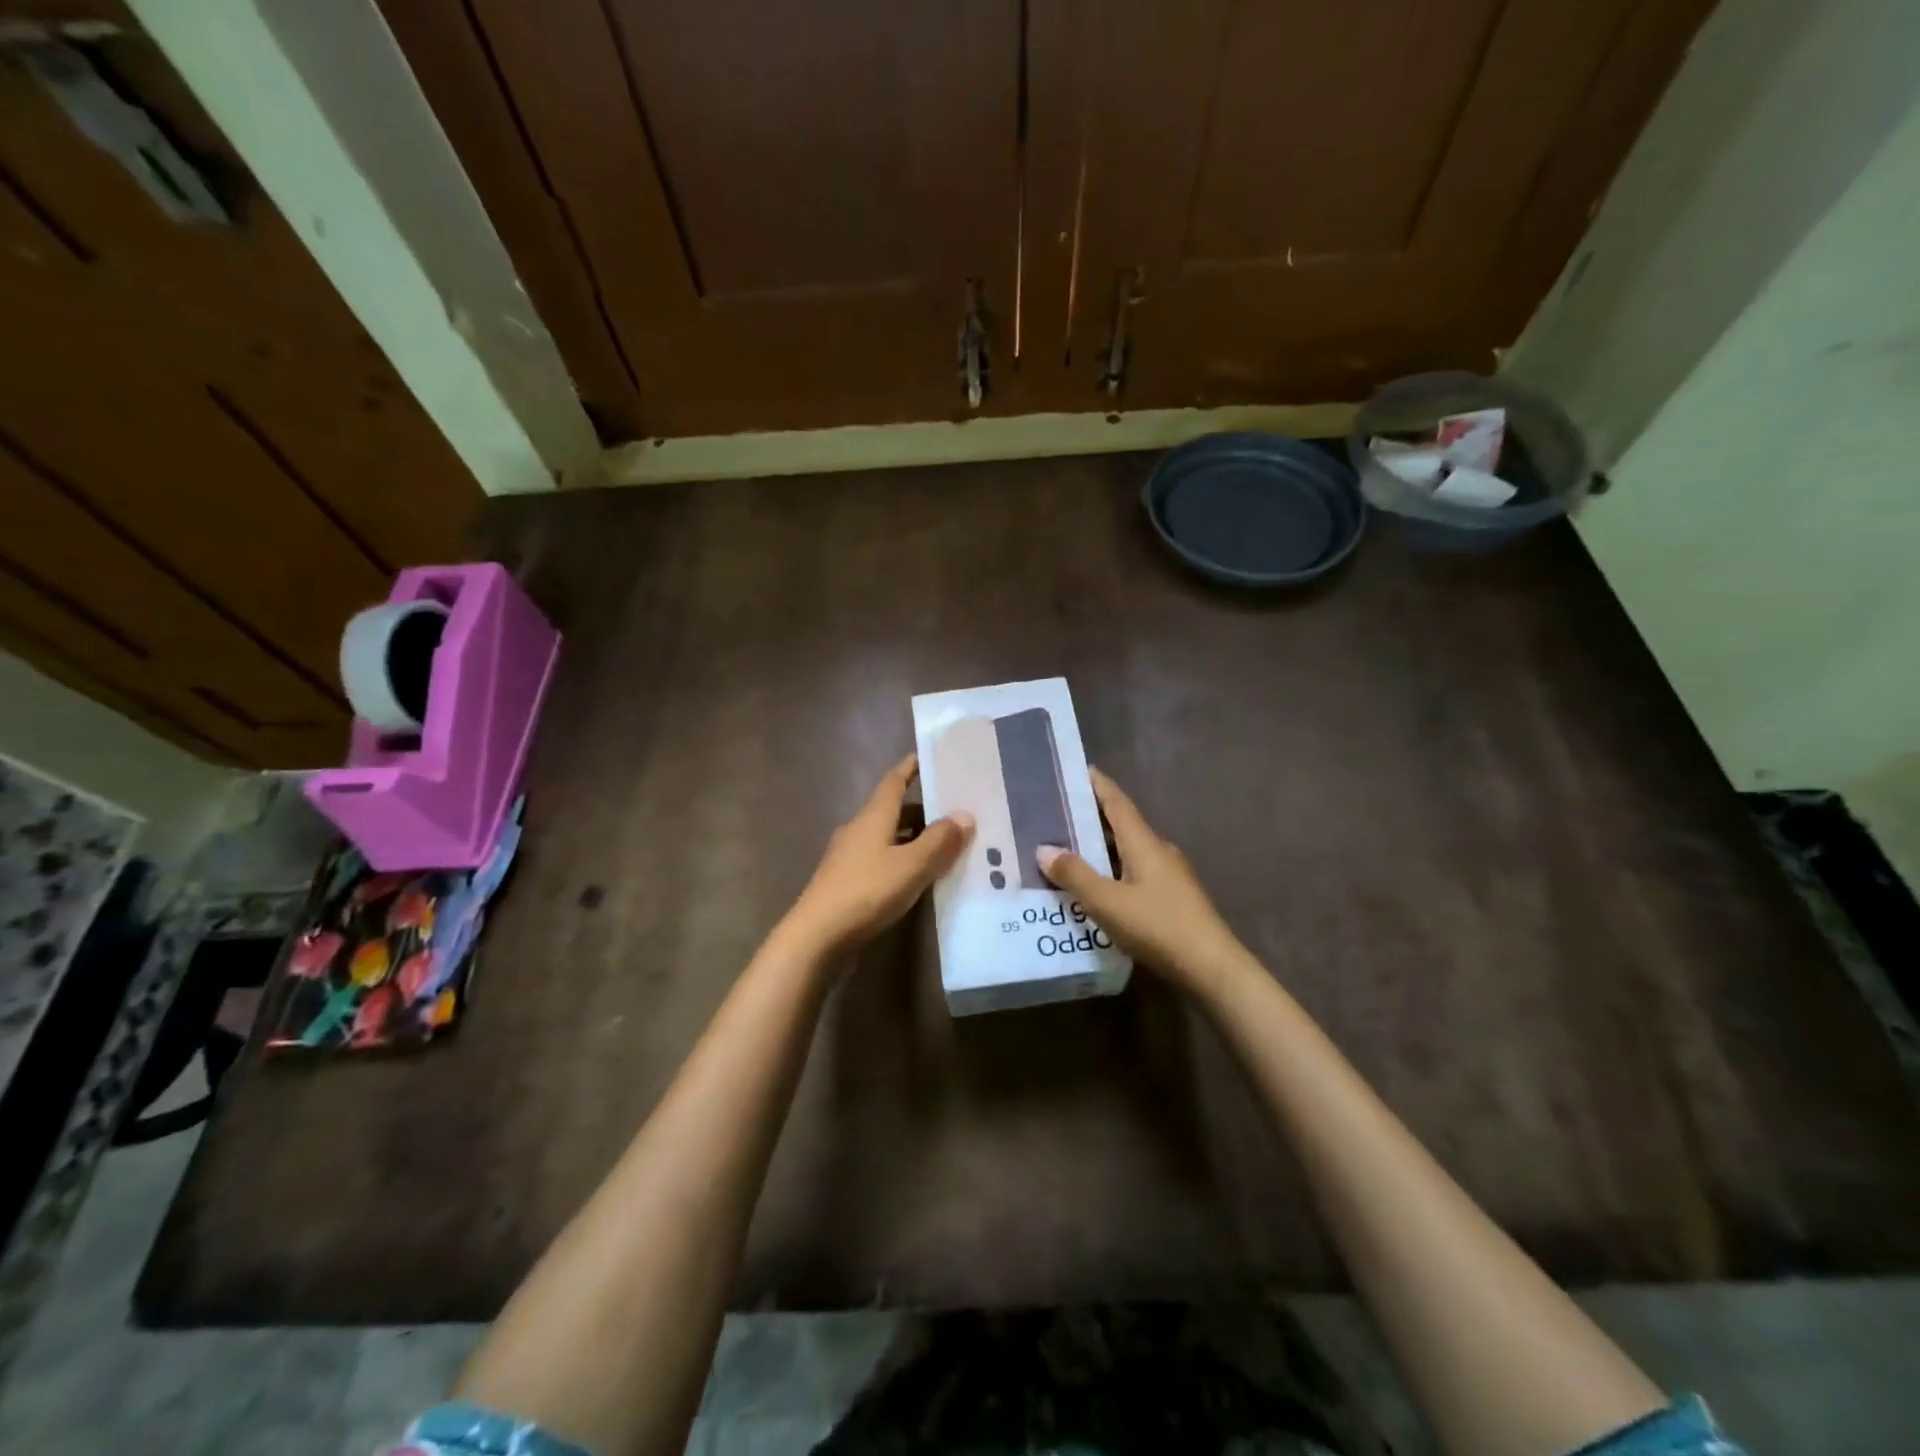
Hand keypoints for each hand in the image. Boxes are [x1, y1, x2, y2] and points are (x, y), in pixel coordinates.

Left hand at [782, 755, 972, 960]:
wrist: (816, 937)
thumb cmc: (865, 892)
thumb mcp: (911, 866)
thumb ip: (939, 841)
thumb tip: (965, 814)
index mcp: (873, 816)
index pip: (894, 781)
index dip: (911, 768)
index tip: (929, 757)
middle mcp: (859, 829)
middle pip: (893, 810)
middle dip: (923, 808)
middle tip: (956, 810)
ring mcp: (849, 856)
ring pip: (888, 837)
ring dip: (914, 837)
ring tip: (946, 845)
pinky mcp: (847, 881)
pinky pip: (882, 859)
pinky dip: (903, 859)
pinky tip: (919, 876)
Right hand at [1036, 769, 1247, 994]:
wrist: (1211, 967)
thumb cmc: (1158, 926)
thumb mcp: (1107, 902)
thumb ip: (1075, 875)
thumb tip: (1044, 848)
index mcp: (1144, 842)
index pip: (1117, 802)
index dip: (1098, 784)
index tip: (1079, 769)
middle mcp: (1158, 850)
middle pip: (1122, 824)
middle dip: (1093, 816)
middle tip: (1059, 813)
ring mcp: (1169, 874)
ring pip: (1129, 850)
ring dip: (1101, 846)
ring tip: (1070, 849)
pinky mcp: (1173, 897)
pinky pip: (1135, 871)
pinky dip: (1113, 869)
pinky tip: (1097, 886)